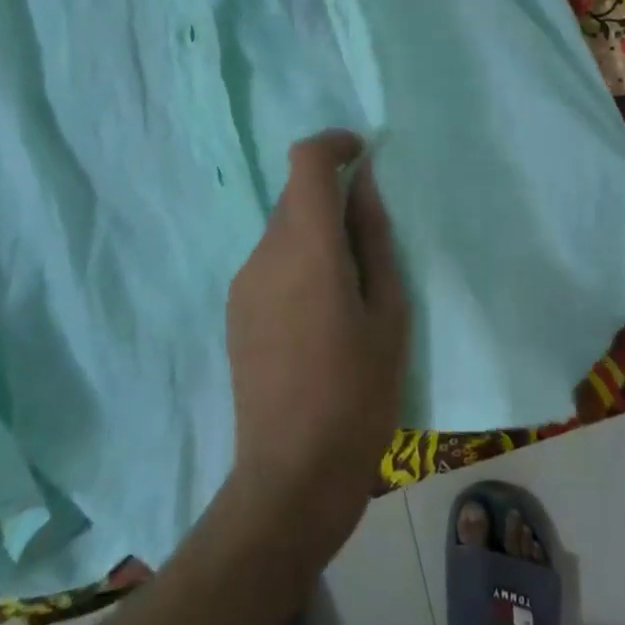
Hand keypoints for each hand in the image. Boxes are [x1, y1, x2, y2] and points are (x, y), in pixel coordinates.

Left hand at [226, 130, 410, 559]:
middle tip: (373, 242)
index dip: (334, 144)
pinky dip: (299, 261)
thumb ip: (375, 238)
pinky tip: (320, 317)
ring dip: (316, 233)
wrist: (290, 479)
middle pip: (295, 195)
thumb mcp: (389, 314)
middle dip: (333, 197)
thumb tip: (365, 184)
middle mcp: (265, 253)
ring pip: (283, 229)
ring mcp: (243, 283)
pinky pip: (271, 261)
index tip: (364, 156)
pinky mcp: (235, 310)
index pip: (305, 160)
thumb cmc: (358, 395)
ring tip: (351, 291)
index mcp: (308, 247)